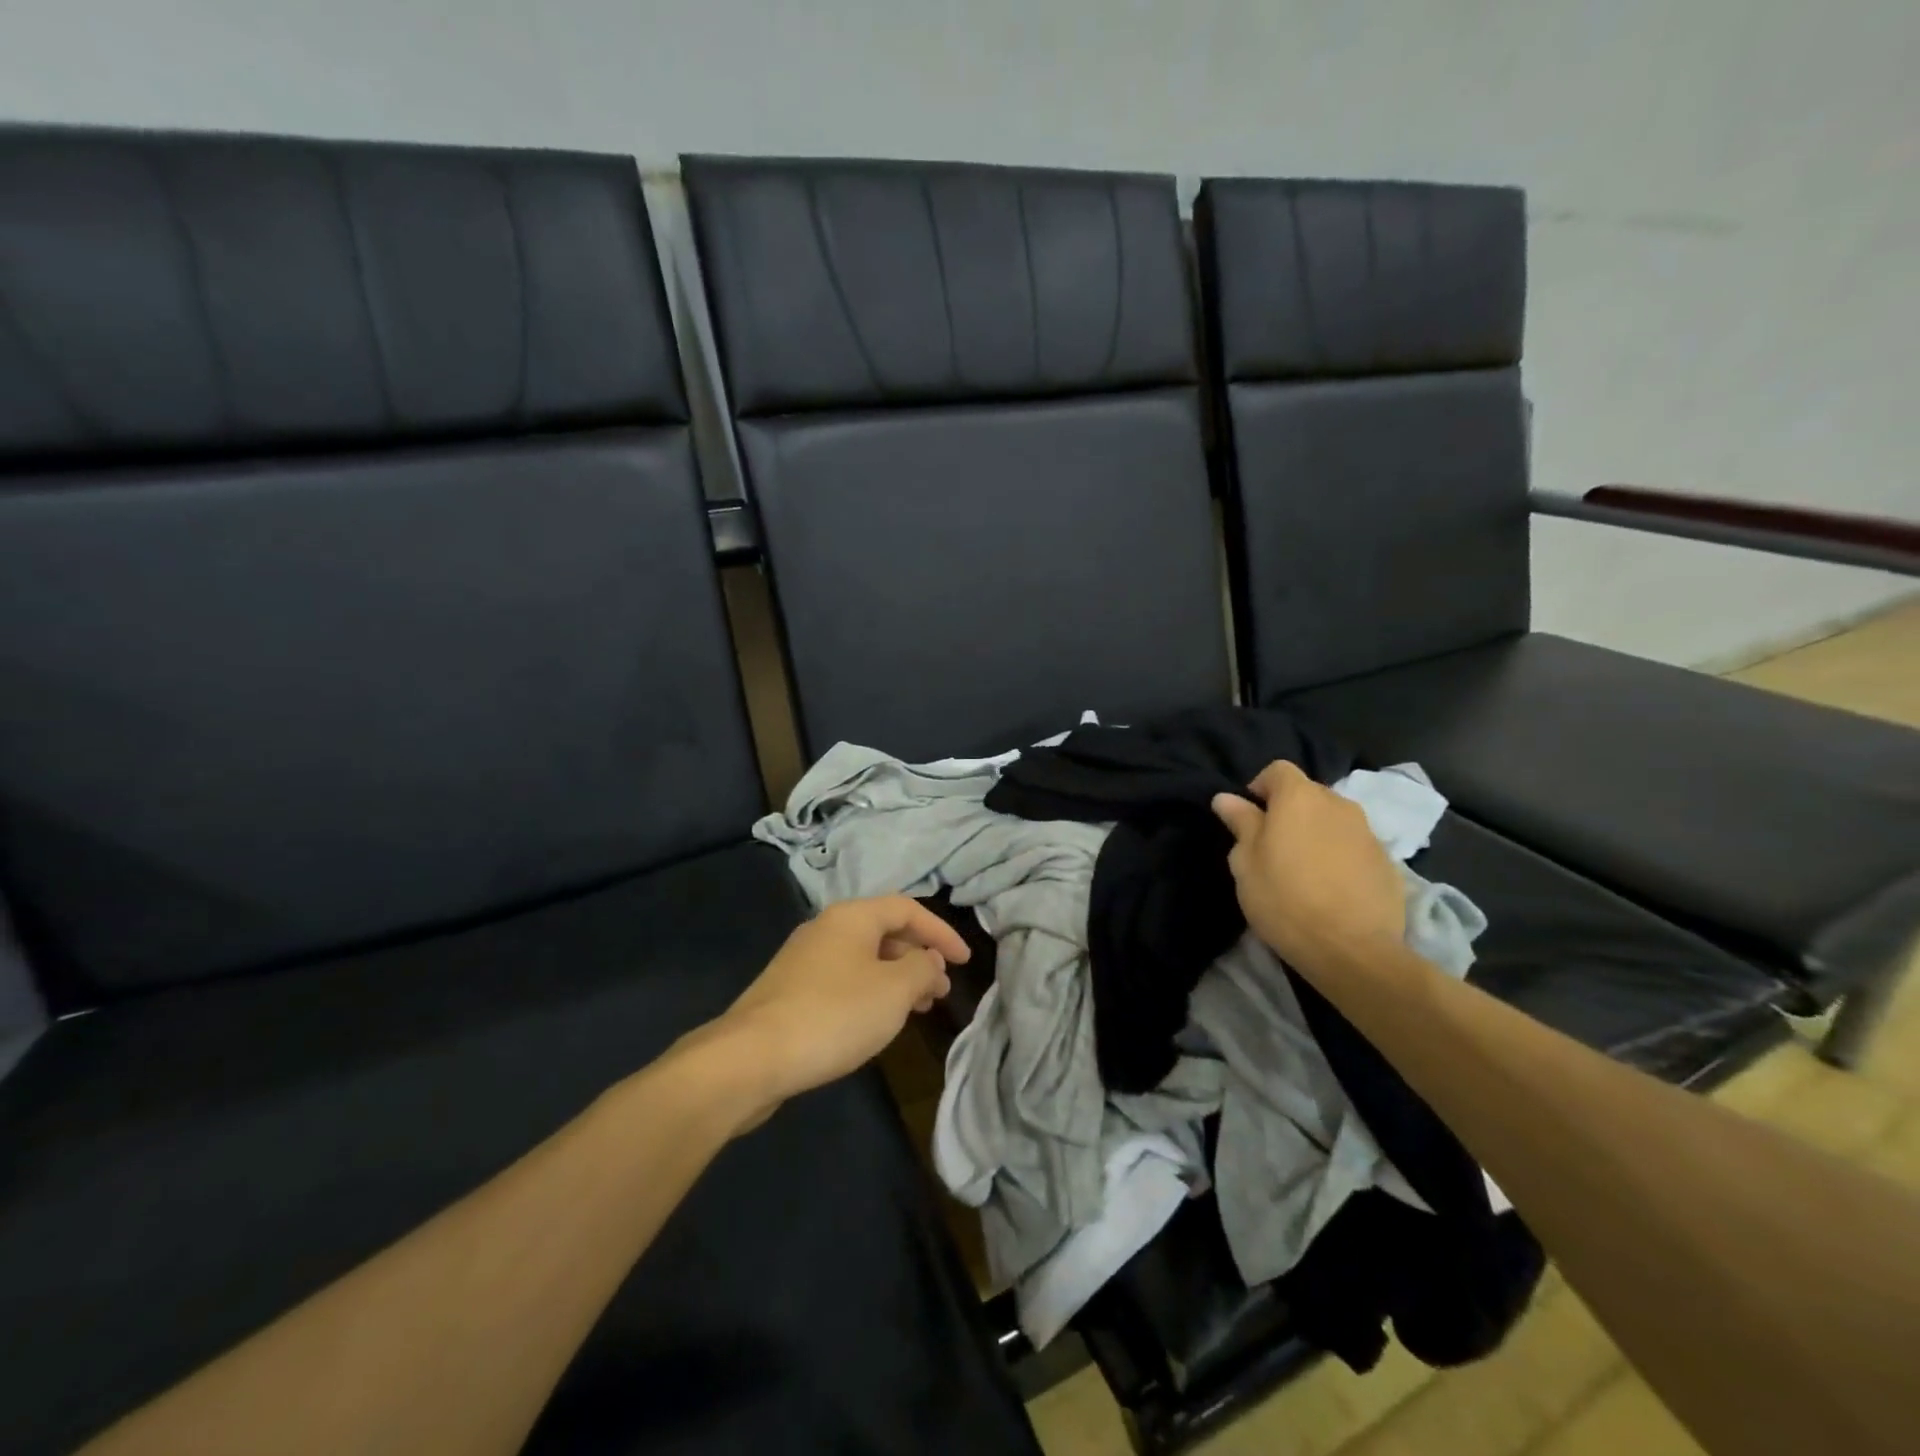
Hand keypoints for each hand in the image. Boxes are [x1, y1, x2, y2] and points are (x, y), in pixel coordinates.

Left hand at [707, 896, 968, 1115]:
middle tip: (940, 991)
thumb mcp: (894, 990)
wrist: (751, 1057)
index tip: (965, 962)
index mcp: (852, 916)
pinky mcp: (789, 990)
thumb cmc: (834, 1015)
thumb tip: (929, 960)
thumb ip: (922, 968)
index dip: (941, 932)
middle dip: (918, 958)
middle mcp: (826, 927)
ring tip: (917, 1009)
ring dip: (896, 978)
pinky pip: (843, 979)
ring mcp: (803, 959)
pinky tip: (875, 1022)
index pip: (908, 909)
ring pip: (863, 958)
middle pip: (884, 932)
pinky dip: (870, 992)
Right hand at [1211, 761, 1406, 971]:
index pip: (1278, 770)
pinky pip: (1354, 846)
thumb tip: (1227, 798)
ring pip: (1333, 820)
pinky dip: (1339, 855)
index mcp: (1299, 797)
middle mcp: (1338, 804)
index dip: (1260, 787)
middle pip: (1308, 793)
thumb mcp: (1246, 862)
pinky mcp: (1387, 862)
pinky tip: (1330, 887)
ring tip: (1303, 868)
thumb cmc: (1284, 899)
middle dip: (1289, 810)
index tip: (1249, 817)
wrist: (1352, 950)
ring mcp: (1368, 832)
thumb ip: (1241, 823)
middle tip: (1272, 846)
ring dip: (1316, 833)